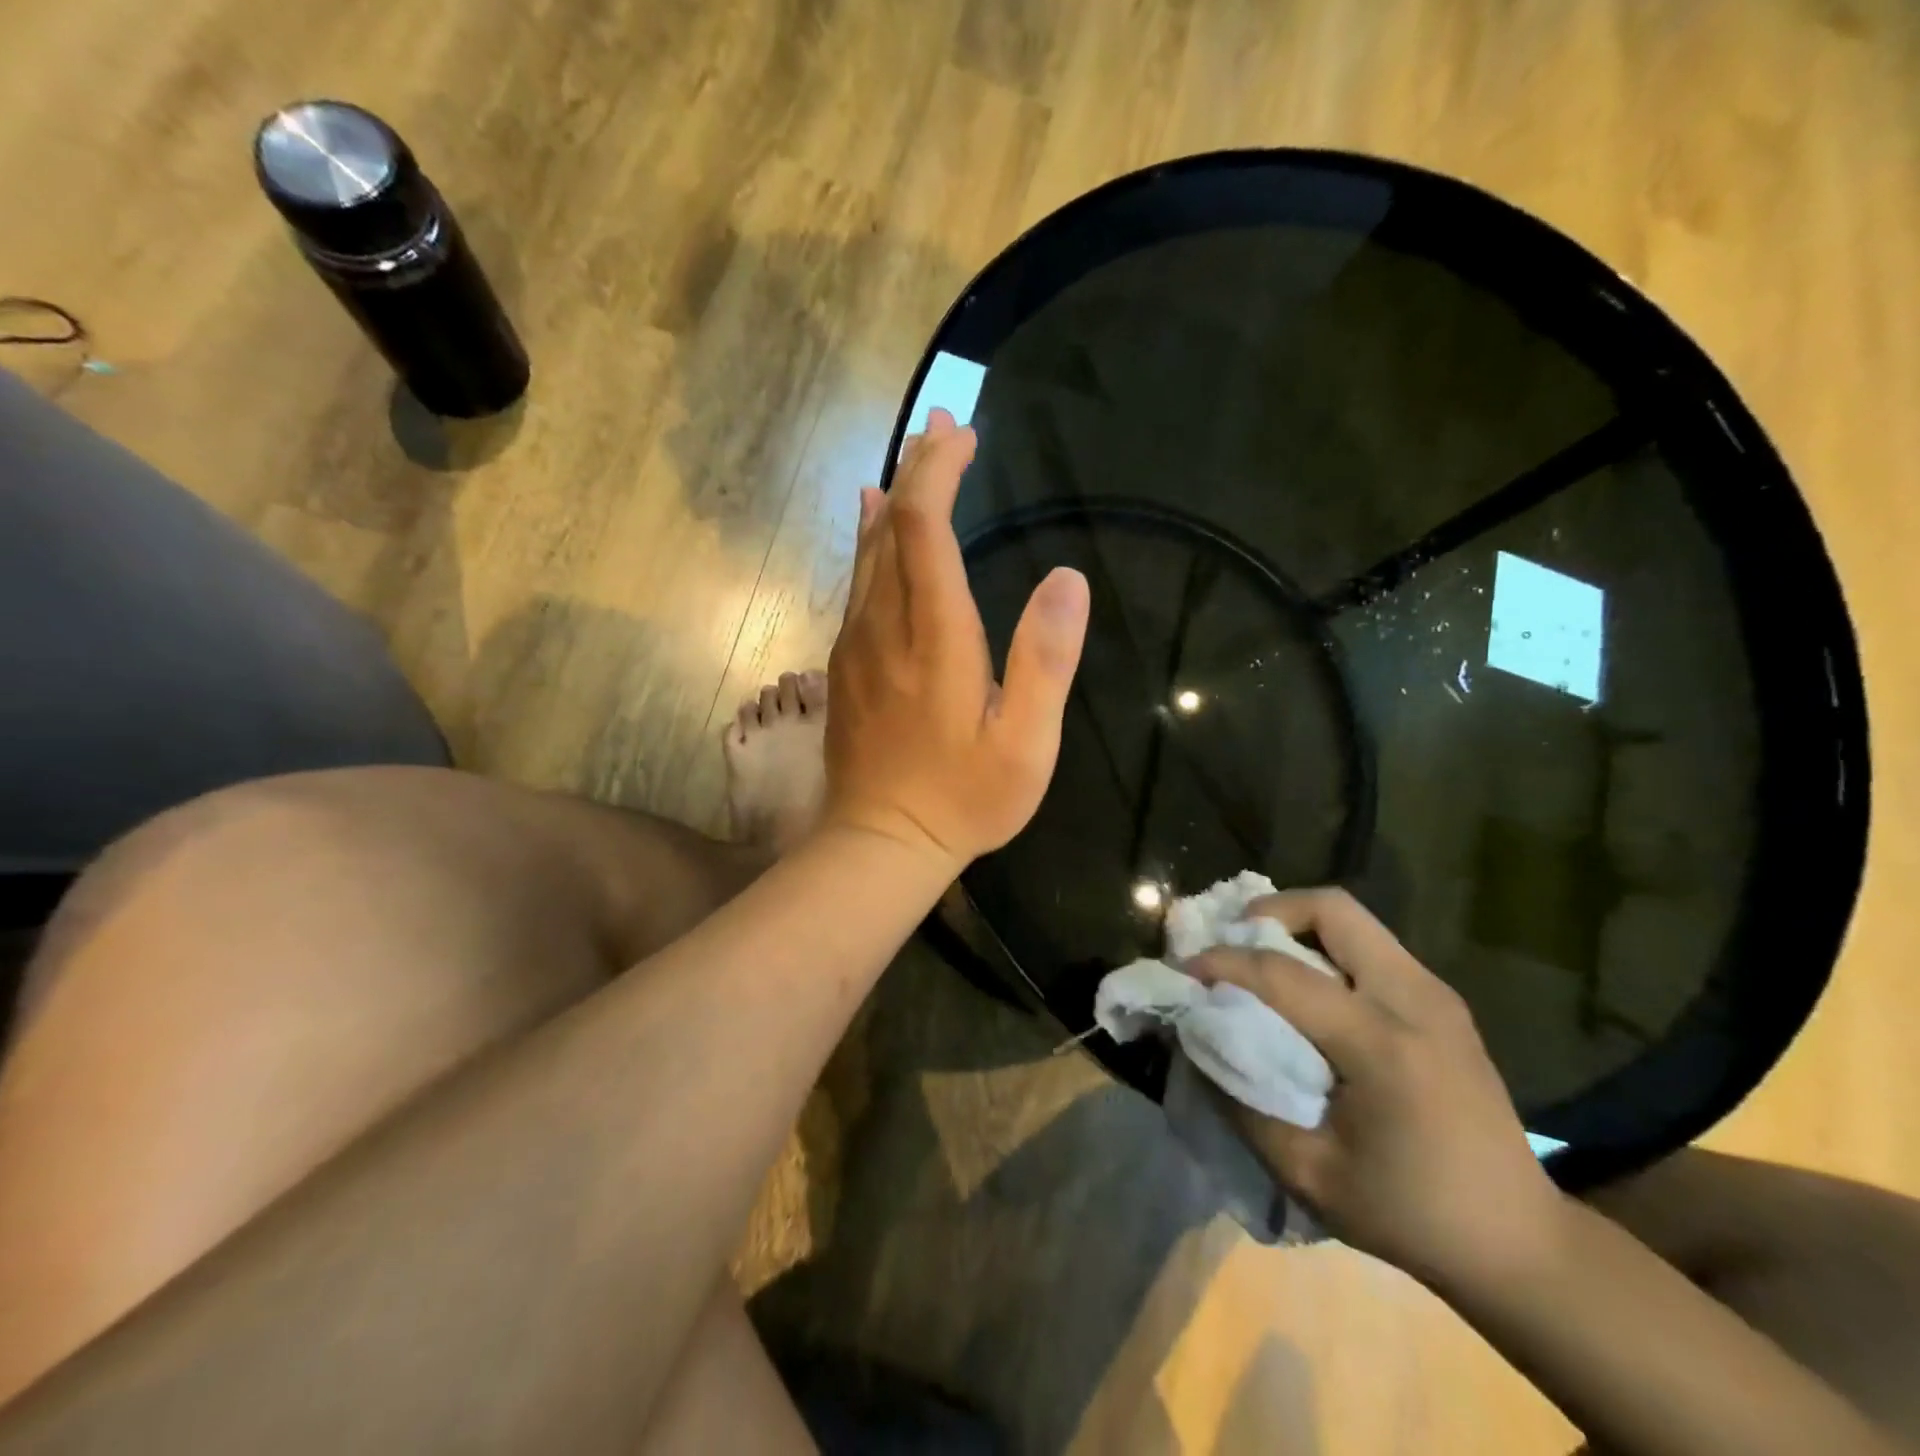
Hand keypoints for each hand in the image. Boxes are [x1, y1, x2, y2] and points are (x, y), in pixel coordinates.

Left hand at [823, 409, 1089, 871]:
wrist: (880, 843)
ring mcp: (857, 645)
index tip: (962, 436)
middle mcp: (886, 627)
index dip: (938, 475)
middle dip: (916, 471)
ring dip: (892, 500)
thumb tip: (1068, 579)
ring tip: (914, 458)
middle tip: (943, 427)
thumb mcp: (1025, 744)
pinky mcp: (845, 665)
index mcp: (935, 639)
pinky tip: (872, 523)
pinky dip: (869, 542)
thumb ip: (1044, 662)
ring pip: (867, 553)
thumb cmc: (963, 799)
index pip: (924, 531)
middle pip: (890, 529)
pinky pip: (856, 584)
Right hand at [1188, 888, 1565, 1287]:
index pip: (1284, 973)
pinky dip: (1325, 947)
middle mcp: (1415, 1000)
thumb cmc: (1408, 1213)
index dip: (1223, 963)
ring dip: (1297, 926)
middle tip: (1234, 945)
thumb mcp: (1308, 1172)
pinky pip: (1369, 945)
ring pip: (1353, 920)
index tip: (1184, 970)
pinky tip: (1306, 989)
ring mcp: (1435, 994)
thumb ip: (1242, 1099)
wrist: (1518, 1240)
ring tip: (1262, 962)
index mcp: (1383, 1045)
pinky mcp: (1441, 1000)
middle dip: (1270, 912)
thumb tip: (1199, 1038)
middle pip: (1332, 909)